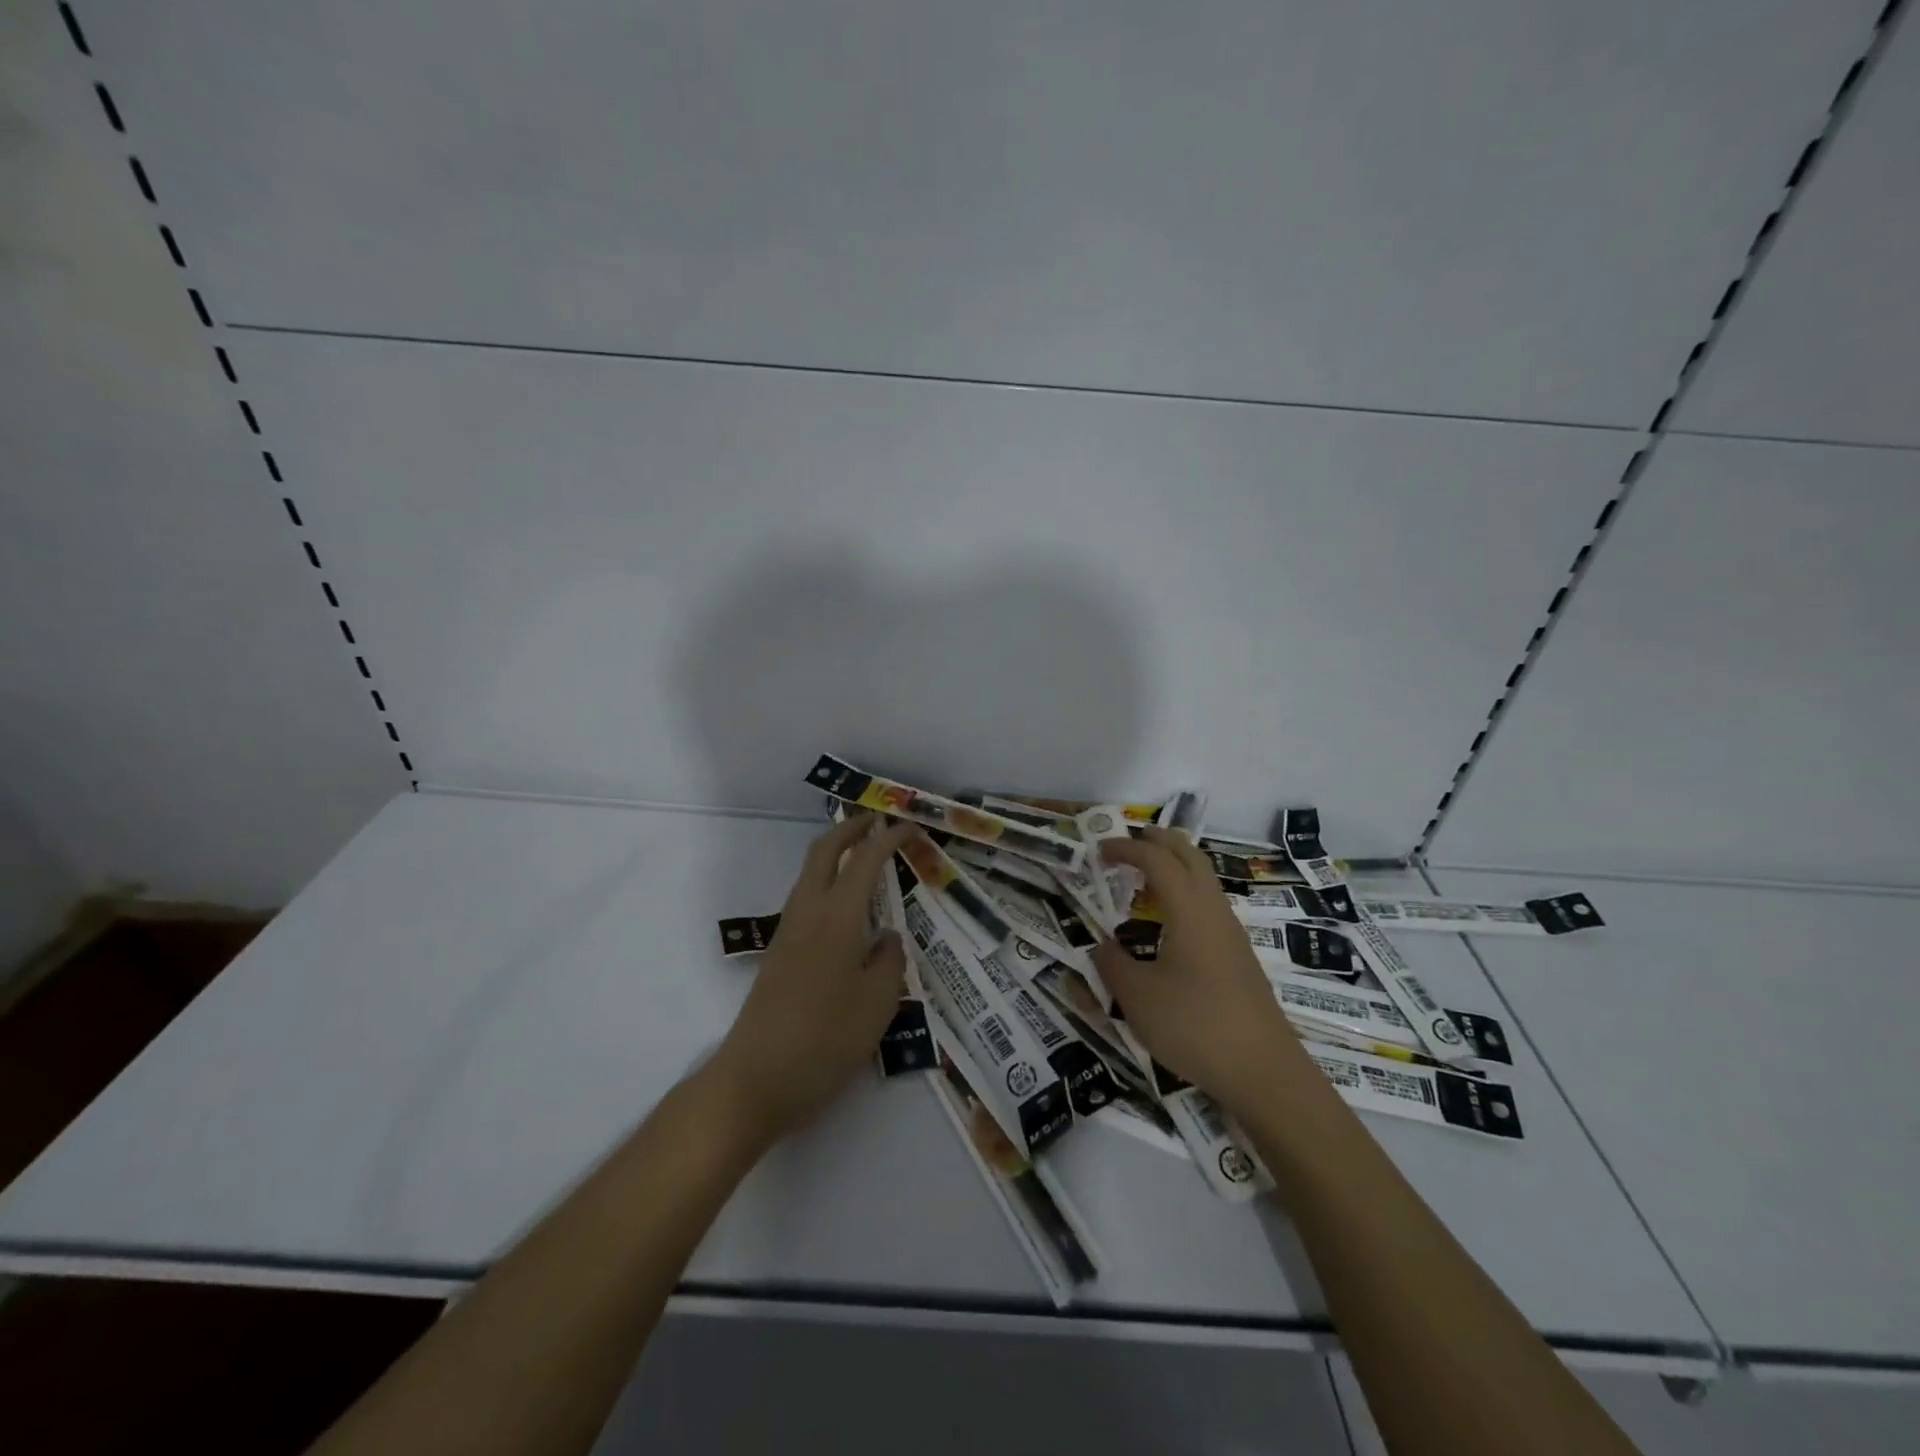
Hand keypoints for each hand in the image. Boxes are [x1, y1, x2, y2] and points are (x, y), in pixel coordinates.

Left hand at [710, 812, 915, 1143]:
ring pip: (810, 873)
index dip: (889, 837)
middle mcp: (808, 912)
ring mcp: (788, 932)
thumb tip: (886, 937)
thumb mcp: (878, 1002)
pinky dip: (827, 883)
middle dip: (850, 828)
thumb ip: (889, 960)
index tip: (911, 827)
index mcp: (837, 916)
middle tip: (877, 821)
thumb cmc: (824, 1038)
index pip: (865, 859)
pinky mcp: (778, 955)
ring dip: (835, 854)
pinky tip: (846, 909)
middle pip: (824, 851)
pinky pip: (806, 900)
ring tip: (864, 858)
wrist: (755, 1079)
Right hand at [1093, 827, 1300, 1118]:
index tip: (1099, 850)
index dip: (1126, 848)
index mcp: (1189, 910)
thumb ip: (1112, 965)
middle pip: (1190, 855)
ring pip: (1203, 879)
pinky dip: (1184, 892)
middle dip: (1158, 841)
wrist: (1265, 1072)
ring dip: (1174, 866)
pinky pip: (1208, 904)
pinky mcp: (1238, 956)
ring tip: (1142, 880)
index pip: (1156, 859)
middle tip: (1128, 843)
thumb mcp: (1138, 998)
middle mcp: (1214, 911)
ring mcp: (1231, 933)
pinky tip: (1167, 923)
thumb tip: (1104, 946)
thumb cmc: (1196, 1026)